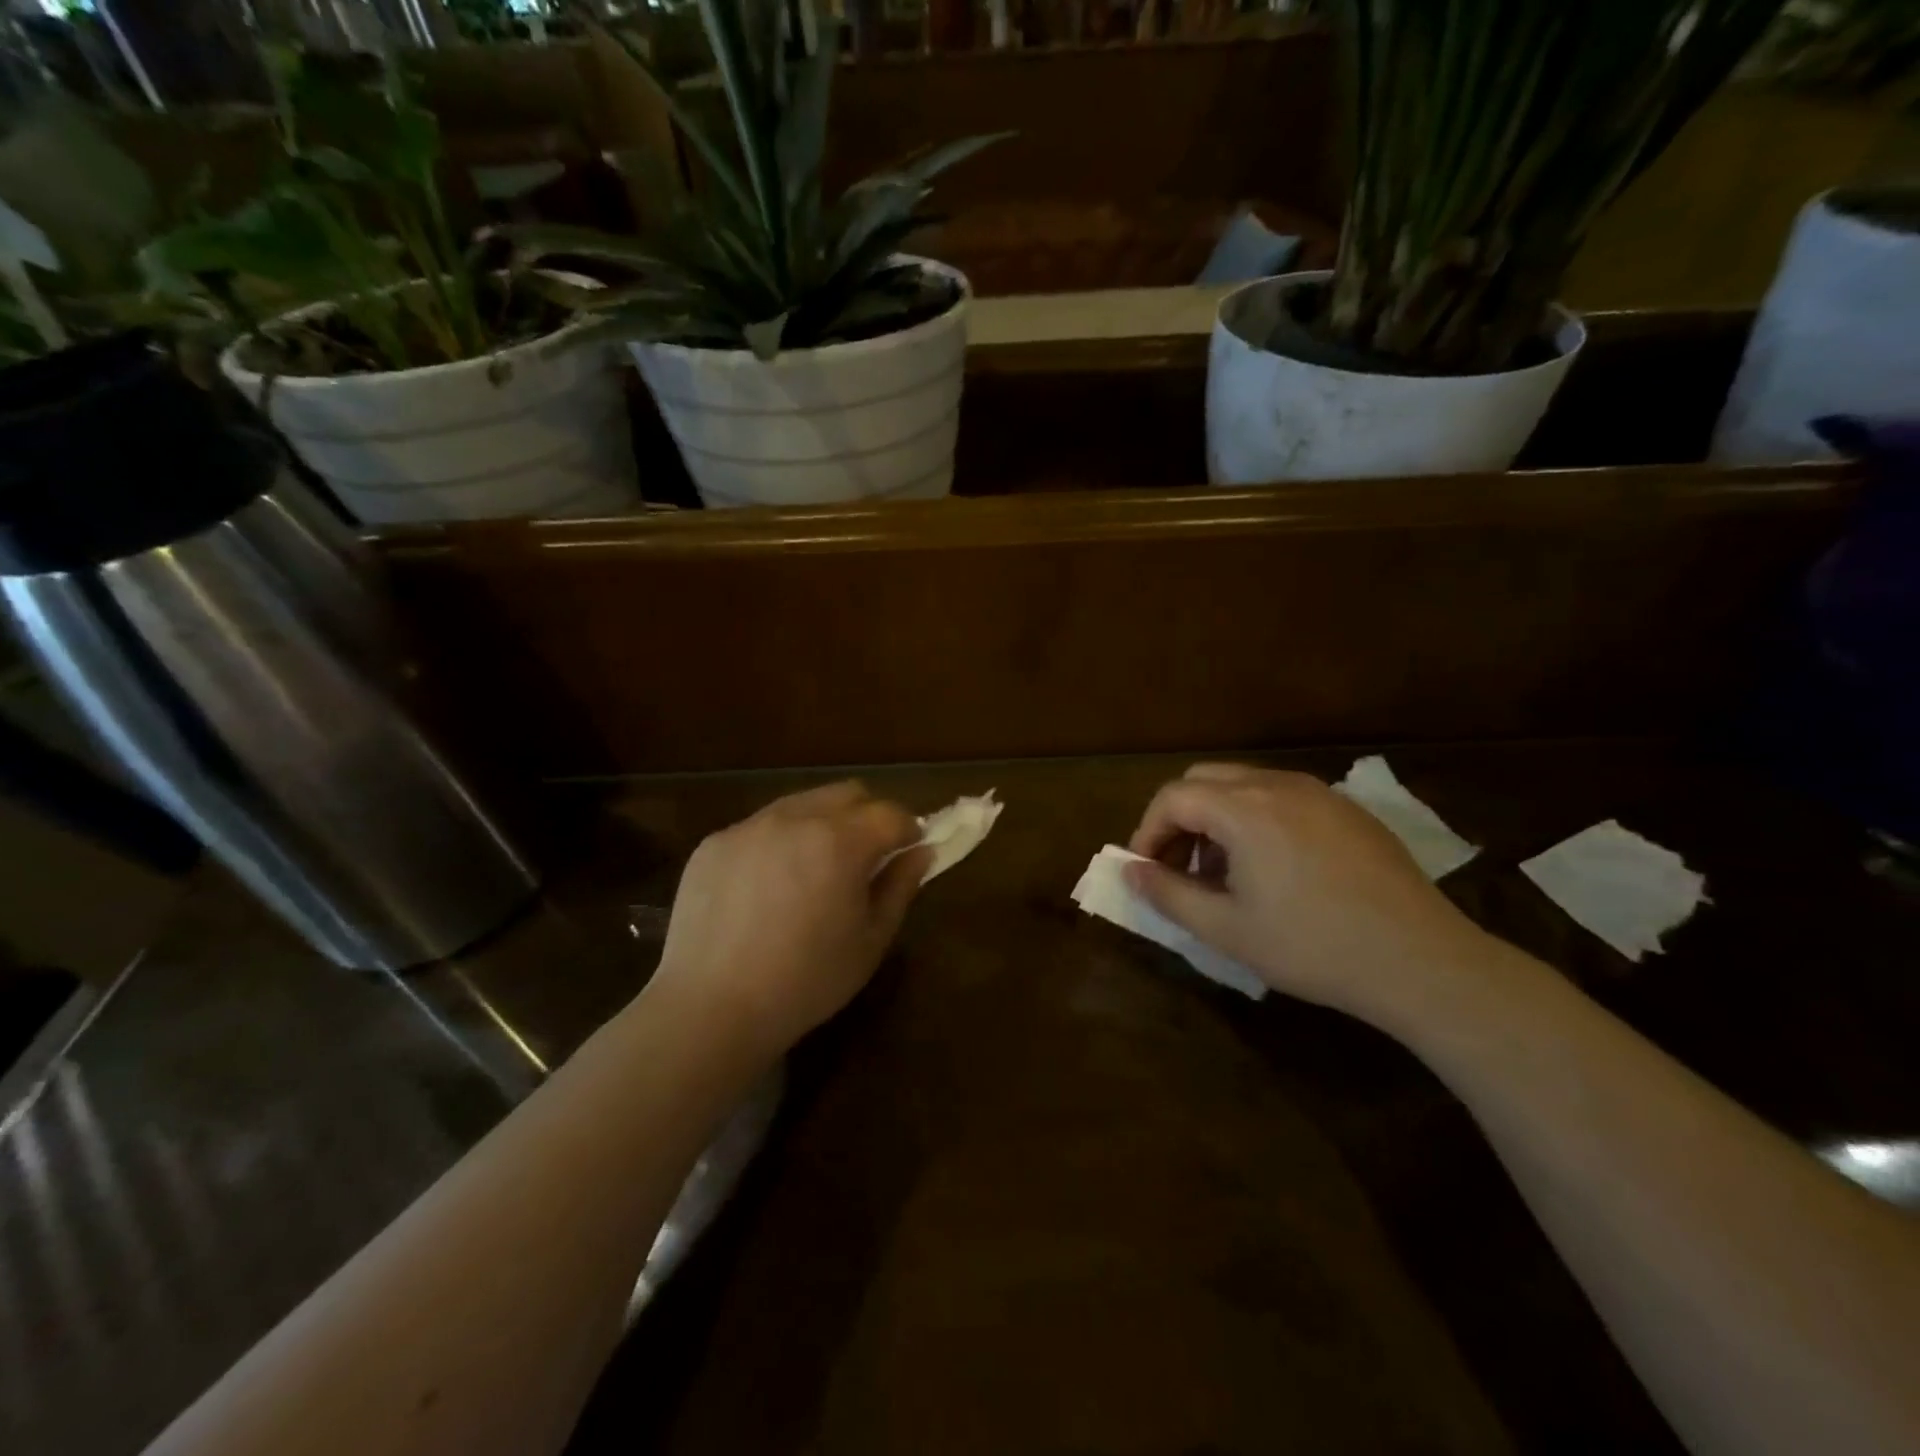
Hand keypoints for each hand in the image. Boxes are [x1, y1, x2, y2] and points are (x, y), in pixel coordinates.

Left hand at [650, 782, 929, 1056]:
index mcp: (840, 841)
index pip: (890, 813)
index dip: (908, 830)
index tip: (908, 852)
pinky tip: (766, 890)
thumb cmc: (806, 982)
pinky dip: (778, 843)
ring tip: (813, 872)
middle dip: (867, 816)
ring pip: (801, 804)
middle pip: (847, 793)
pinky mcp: (714, 843)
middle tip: (865, 858)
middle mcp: (794, 818)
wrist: (710, 1009)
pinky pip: (760, 827)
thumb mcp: (870, 941)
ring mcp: (748, 827)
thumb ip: (900, 887)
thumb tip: (921, 852)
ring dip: (821, 825)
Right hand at [1126, 764, 1494, 1028]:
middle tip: (1180, 868)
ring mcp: (1319, 792)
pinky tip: (1274, 869)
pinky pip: (1283, 797)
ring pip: (1244, 785)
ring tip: (1225, 872)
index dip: (1148, 832)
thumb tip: (1130, 872)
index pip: (1172, 797)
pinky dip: (1256, 819)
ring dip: (1217, 818)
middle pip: (1204, 780)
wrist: (1421, 961)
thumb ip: (1168, 894)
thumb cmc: (1312, 946)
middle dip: (1180, 819)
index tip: (1147, 872)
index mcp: (1243, 809)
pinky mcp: (1348, 810)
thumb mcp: (1226, 929)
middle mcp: (1278, 784)